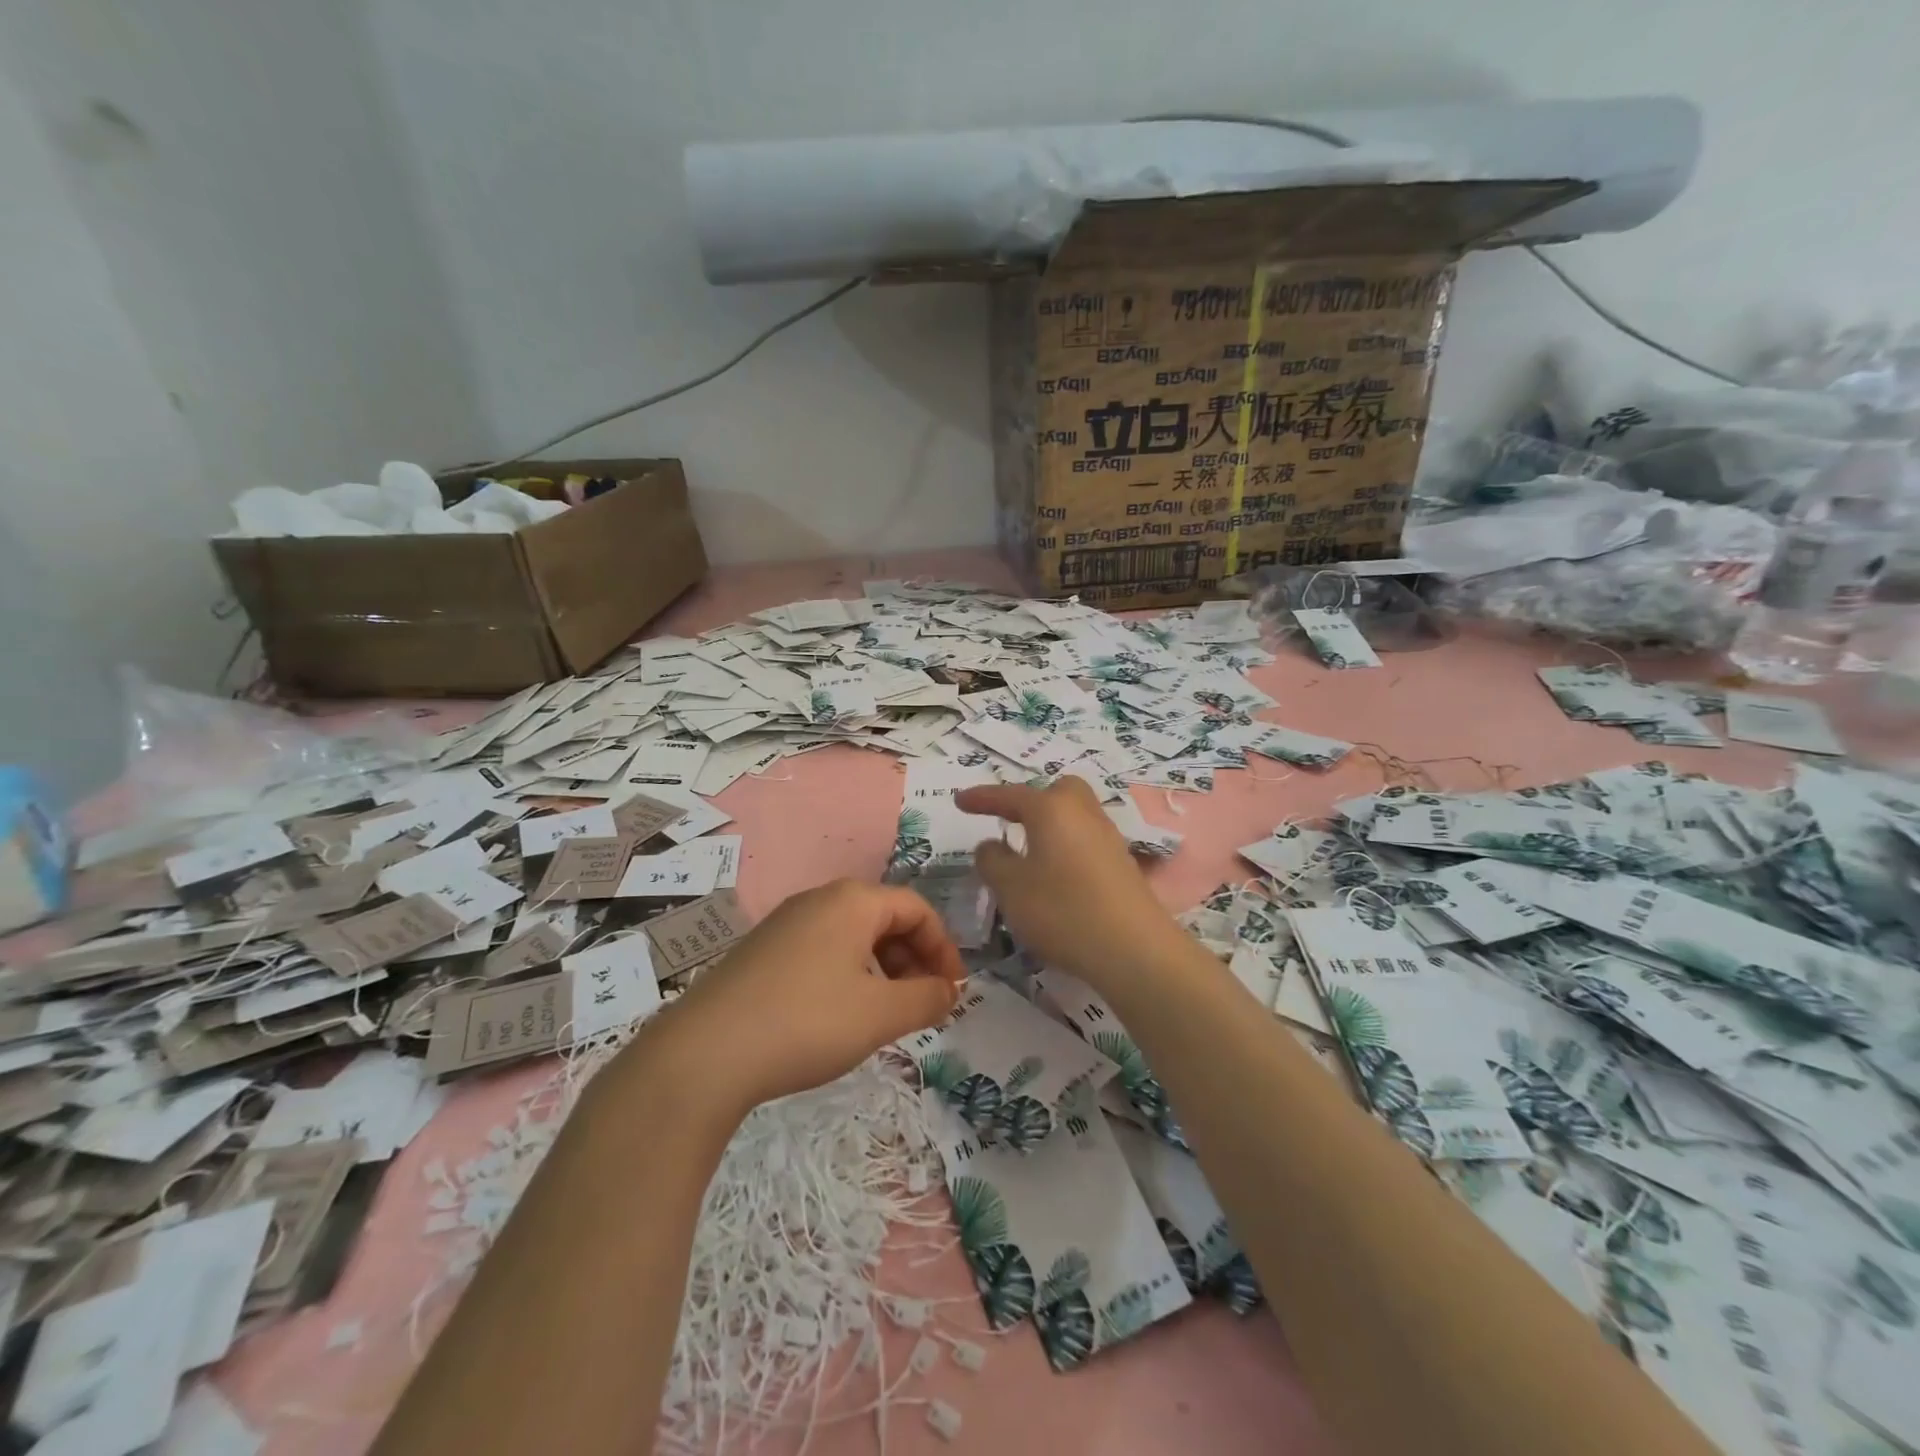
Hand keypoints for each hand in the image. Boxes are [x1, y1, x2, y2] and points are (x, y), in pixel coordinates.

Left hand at [626, 880, 964, 1116]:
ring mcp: (786, 923)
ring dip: (882, 970)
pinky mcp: (763, 951)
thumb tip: (950, 990)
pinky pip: (823, 950)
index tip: (952, 991)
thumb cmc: (807, 1023)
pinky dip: (848, 975)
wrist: (705, 1054)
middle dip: (913, 959)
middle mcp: (819, 899)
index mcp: (853, 900)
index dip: (944, 948)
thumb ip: (927, 999)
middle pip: (885, 918)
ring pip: (853, 936)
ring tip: (885, 1015)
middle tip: (922, 1005)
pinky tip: (840, 1016)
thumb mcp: (880, 1015)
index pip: (917, 909)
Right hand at [956, 779, 1186, 991]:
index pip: (1010, 795)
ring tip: (1029, 855)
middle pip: (1057, 792)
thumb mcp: (1010, 888)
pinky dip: (1067, 848)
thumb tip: (992, 845)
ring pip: (1075, 816)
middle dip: (1031, 801)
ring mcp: (1108, 837)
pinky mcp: (1123, 864)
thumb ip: (992, 860)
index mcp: (1051, 809)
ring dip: (1050, 827)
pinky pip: (1086, 841)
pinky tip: (1057, 878)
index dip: (982, 798)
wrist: (1134, 949)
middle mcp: (1083, 813)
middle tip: (1010, 822)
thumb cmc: (1062, 910)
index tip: (960, 801)